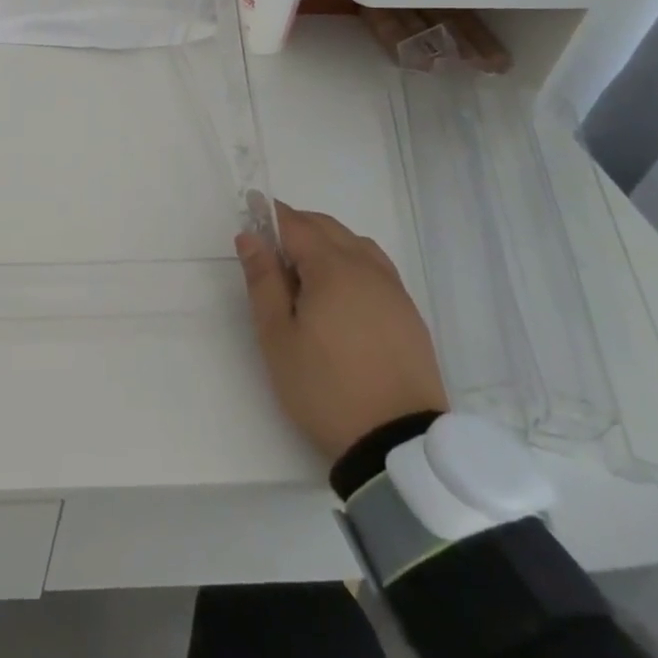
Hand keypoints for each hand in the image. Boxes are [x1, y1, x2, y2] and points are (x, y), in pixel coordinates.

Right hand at [236, 202, 447, 461]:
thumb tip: (250, 237)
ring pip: (355, 245)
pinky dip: (351, 262)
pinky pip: (376, 268)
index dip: (269, 215)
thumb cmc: (325, 388)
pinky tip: (339, 292)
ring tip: (303, 271)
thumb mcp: (277, 337)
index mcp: (333, 269)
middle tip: (268, 248)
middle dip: (296, 226)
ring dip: (326, 242)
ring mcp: (394, 291)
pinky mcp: (409, 315)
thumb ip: (263, 281)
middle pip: (328, 228)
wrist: (397, 445)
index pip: (296, 225)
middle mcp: (368, 269)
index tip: (248, 212)